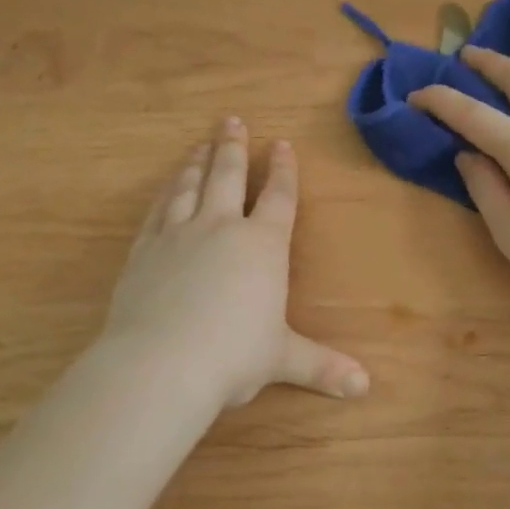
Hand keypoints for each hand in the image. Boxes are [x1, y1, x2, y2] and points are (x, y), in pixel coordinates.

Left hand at [101, 118, 369, 409]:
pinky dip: (165, 193)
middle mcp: (221, 228)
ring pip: (190, 186)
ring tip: (200, 144)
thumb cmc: (233, 356)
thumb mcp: (282, 360)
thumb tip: (364, 388)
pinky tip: (167, 186)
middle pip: (229, 176)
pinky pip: (158, 210)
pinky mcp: (145, 249)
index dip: (284, 170)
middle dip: (233, 147)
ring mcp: (178, 234)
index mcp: (262, 246)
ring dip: (198, 162)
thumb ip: (322, 366)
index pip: (279, 197)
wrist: (162, 363)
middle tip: (231, 120)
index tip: (282, 143)